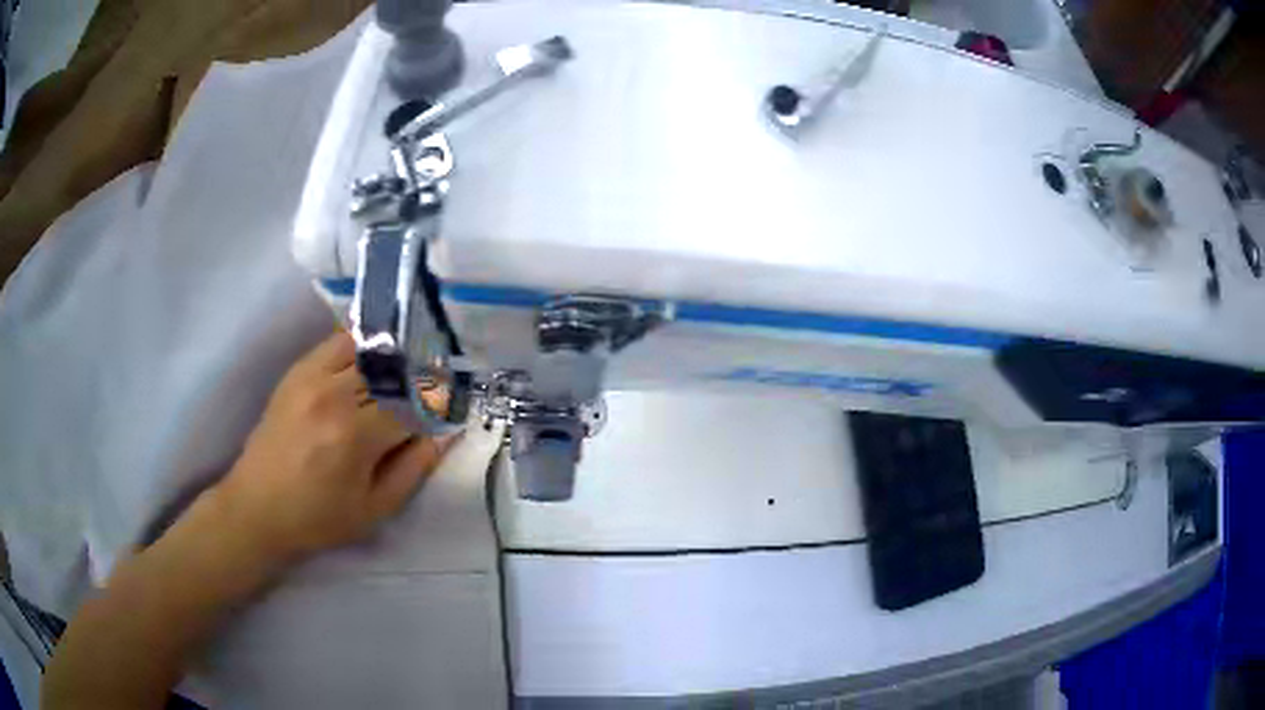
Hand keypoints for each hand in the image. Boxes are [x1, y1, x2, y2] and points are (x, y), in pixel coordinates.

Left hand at [210, 331, 456, 568]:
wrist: (258, 507)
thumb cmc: (319, 518)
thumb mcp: (375, 508)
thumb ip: (415, 468)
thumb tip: (446, 432)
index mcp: (355, 435)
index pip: (413, 403)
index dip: (438, 405)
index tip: (451, 409)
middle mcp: (334, 394)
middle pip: (394, 370)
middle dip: (420, 378)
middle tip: (434, 389)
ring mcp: (312, 376)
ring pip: (369, 348)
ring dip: (394, 359)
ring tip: (406, 373)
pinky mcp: (298, 370)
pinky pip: (339, 341)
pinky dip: (363, 345)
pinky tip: (374, 359)